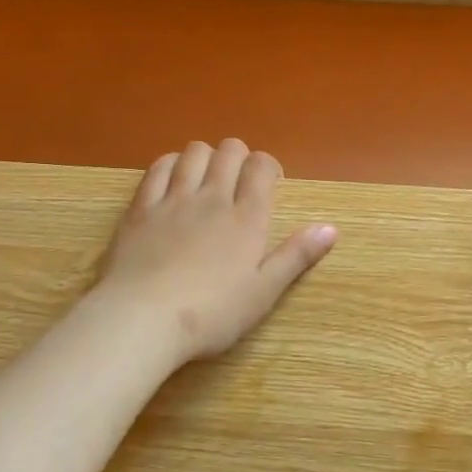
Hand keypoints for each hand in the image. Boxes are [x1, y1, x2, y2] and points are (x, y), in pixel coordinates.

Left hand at [93, 140, 337, 362]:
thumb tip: (331, 228)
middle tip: (240, 182)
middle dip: (240, 157)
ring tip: (207, 178)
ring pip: (194, 153)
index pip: (261, 167)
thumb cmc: (211, 314)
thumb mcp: (263, 293)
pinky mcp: (140, 208)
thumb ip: (296, 256)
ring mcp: (173, 199)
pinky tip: (174, 178)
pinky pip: (158, 168)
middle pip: (229, 151)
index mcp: (247, 218)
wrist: (142, 319)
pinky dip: (171, 164)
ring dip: (206, 156)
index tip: (270, 184)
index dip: (268, 167)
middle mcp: (212, 198)